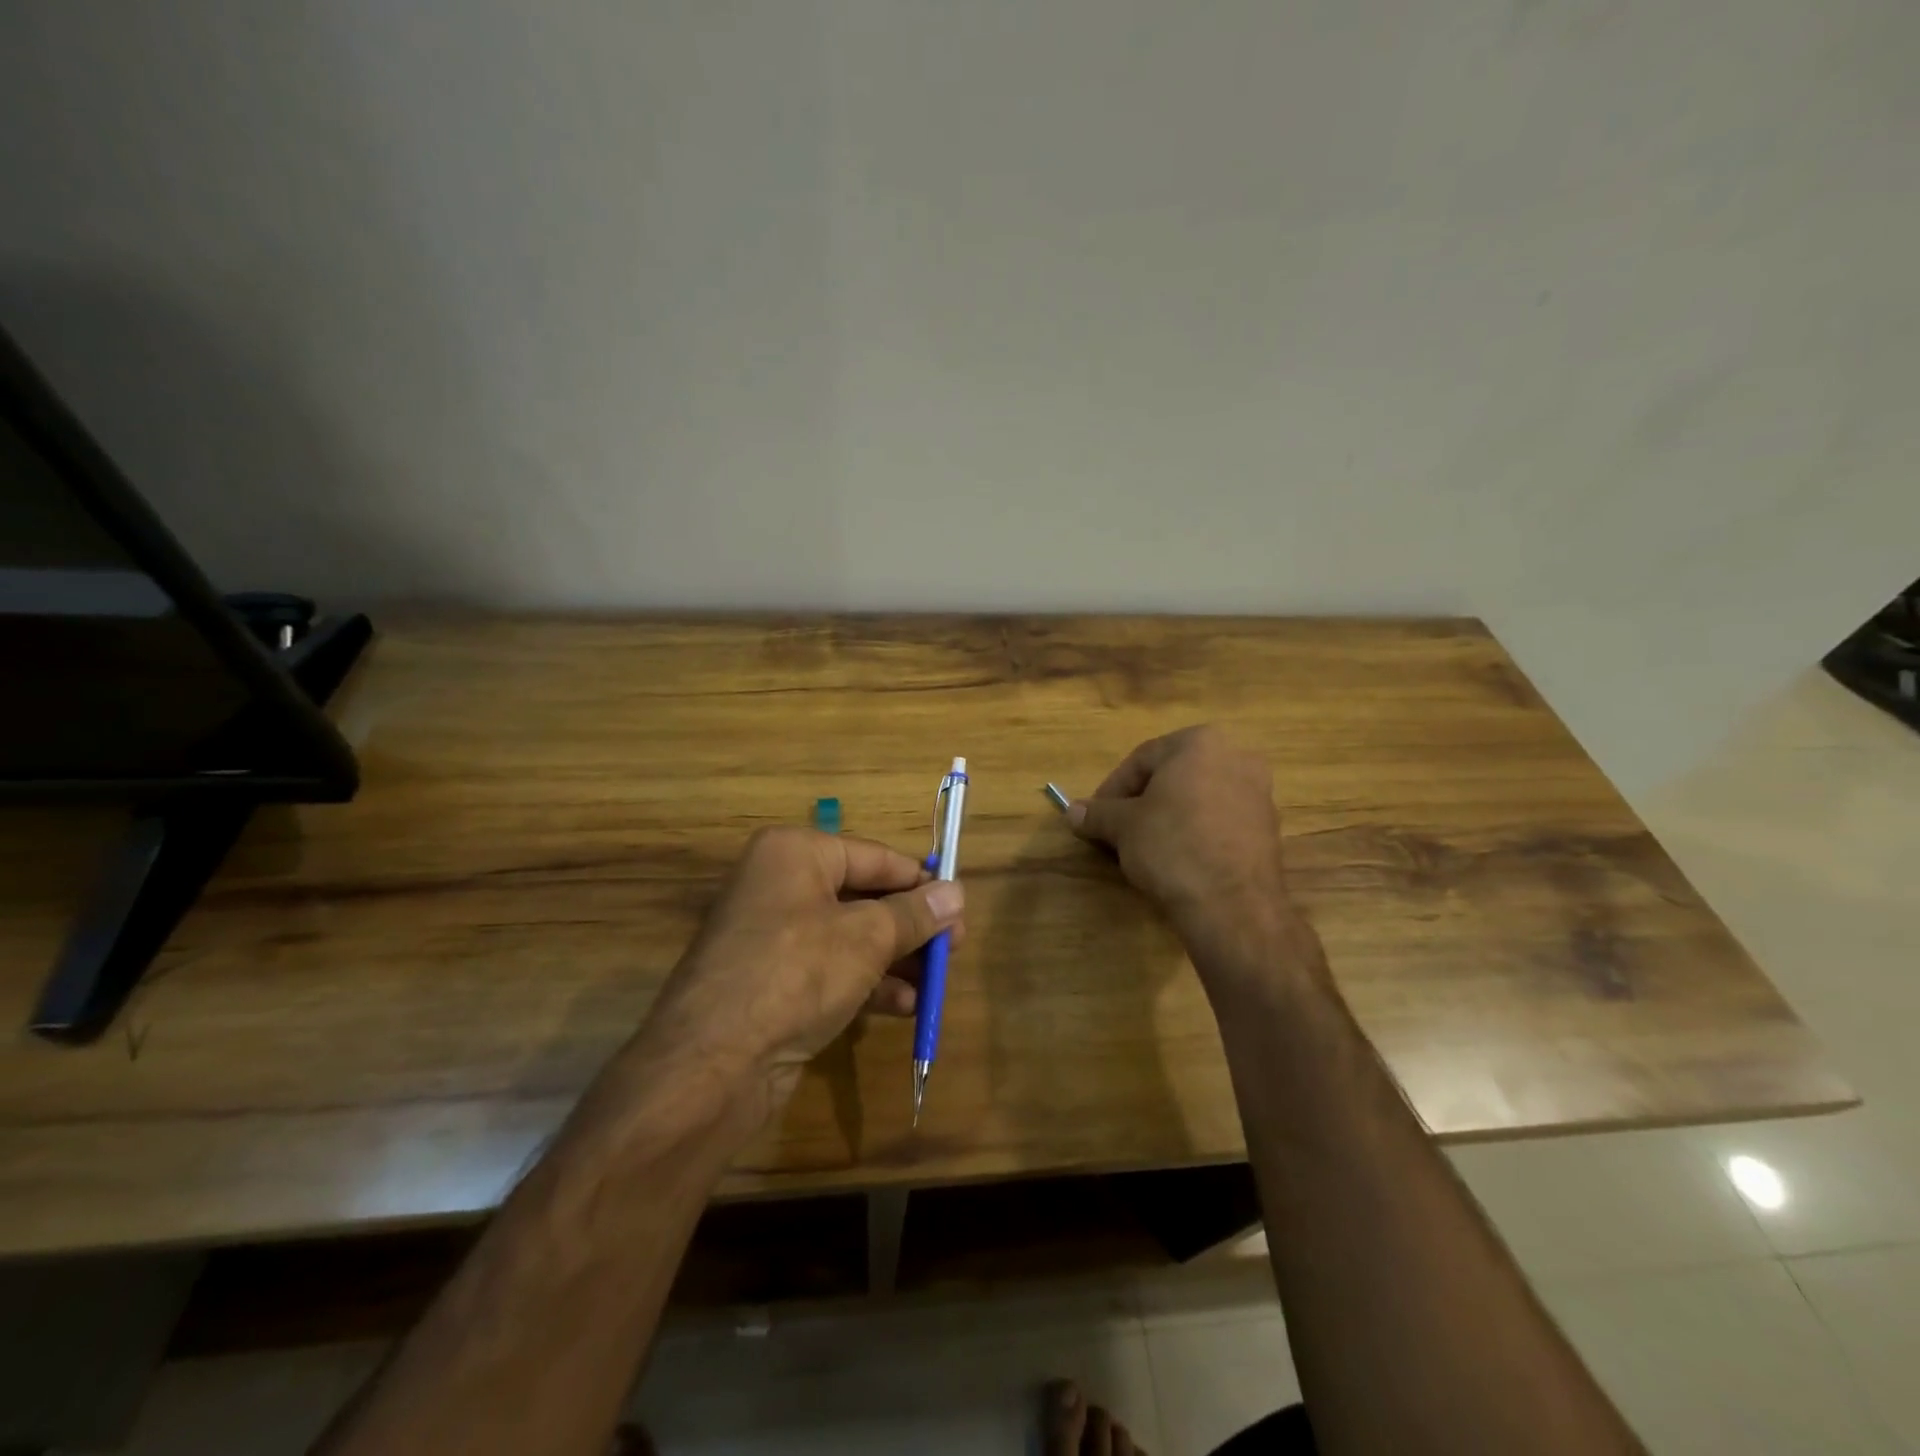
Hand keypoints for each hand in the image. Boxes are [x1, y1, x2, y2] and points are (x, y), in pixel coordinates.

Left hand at [632, 827, 962, 1115]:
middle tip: (953, 948)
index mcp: (795, 854)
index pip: (874, 857)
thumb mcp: (867, 938)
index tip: (959, 904)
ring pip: (850, 936)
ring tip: (935, 981)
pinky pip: (831, 969)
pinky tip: (904, 1006)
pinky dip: (867, 983)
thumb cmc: (796, 973)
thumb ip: (915, 914)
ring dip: (895, 959)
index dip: (919, 881)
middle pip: (863, 897)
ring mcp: (772, 935)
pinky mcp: (772, 981)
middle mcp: (780, 885)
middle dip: (910, 926)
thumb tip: (957, 893)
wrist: (713, 1064)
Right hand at [1068, 726, 1300, 969]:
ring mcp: (1259, 792)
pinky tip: (1178, 859)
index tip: (1095, 816)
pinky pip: (1219, 820)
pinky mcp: (1268, 828)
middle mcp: (1236, 756)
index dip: (1112, 789)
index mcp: (1200, 742)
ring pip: (1197, 798)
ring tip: (1145, 847)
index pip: (1141, 759)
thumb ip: (1096, 813)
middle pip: (1172, 776)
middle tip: (1117, 830)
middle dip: (1142, 802)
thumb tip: (1071, 812)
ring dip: (1168, 817)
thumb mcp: (1122, 827)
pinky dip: (1195, 832)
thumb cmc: (1172, 847)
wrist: (1232, 905)